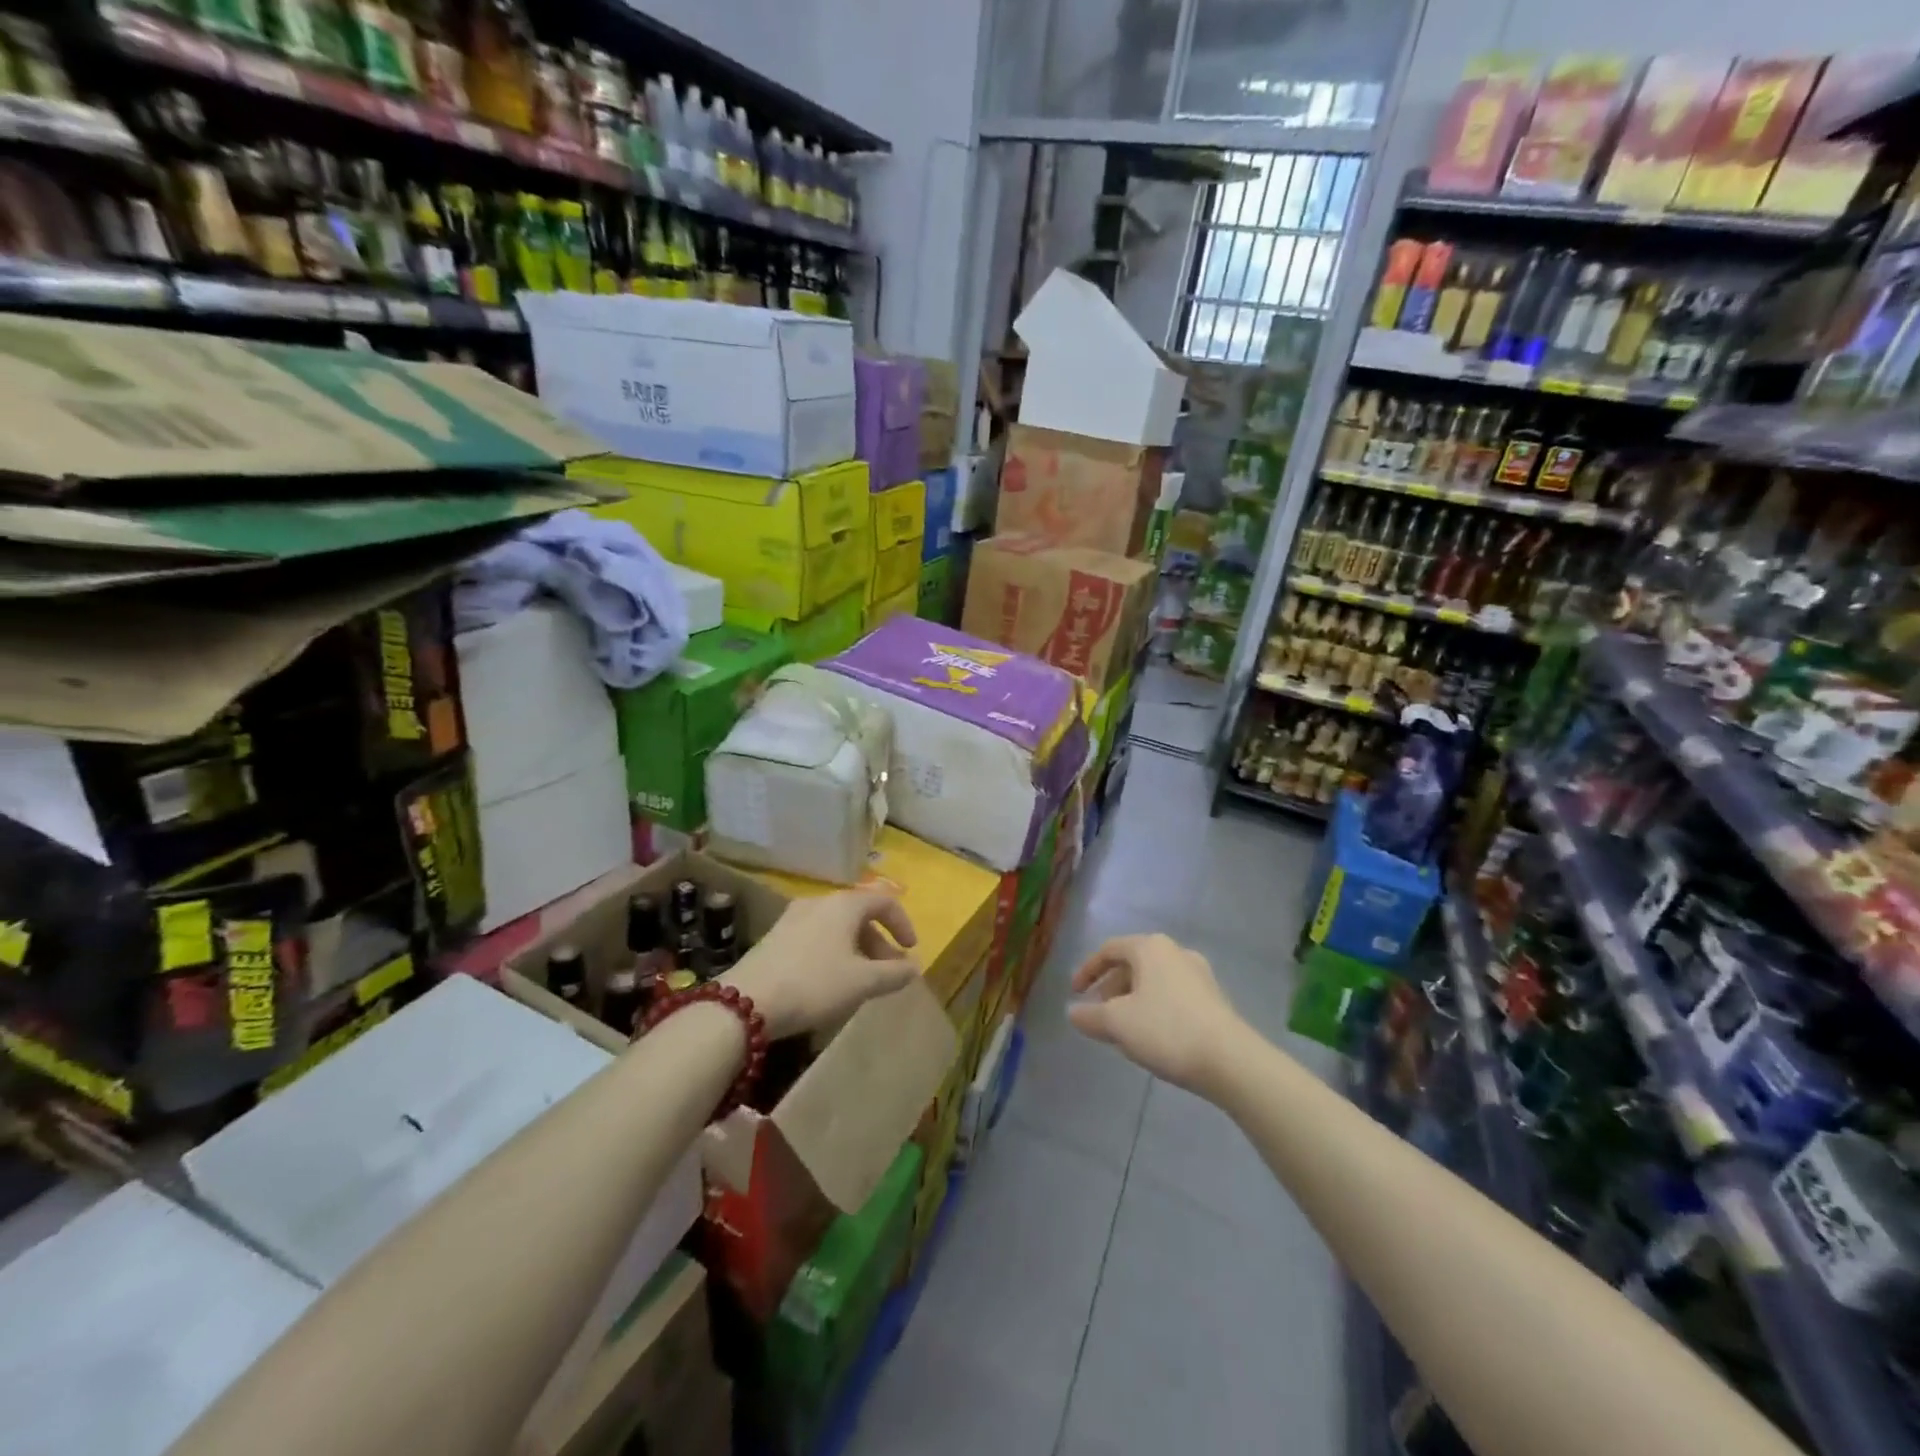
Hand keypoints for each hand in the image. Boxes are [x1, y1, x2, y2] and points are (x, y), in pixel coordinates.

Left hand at [723, 890, 919, 1039]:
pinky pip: (816, 937)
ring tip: (861, 980)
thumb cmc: (814, 984)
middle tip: (889, 972)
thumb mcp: (862, 982)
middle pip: (859, 914)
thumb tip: (914, 968)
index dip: (903, 923)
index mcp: (844, 904)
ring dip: (856, 949)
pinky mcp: (776, 937)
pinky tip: (830, 981)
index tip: (911, 950)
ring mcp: (793, 917)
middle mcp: (819, 902)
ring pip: (837, 927)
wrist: (746, 1002)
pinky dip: (833, 952)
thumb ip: (893, 974)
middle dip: (879, 942)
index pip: (884, 900)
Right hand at [1068, 934, 1250, 1095]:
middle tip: (1098, 1014)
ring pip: (1154, 982)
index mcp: (1150, 947)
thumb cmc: (1166, 1030)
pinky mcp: (1214, 999)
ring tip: (1123, 1030)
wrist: (1231, 1061)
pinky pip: (1173, 996)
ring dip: (1132, 1001)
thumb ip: (1089, 1016)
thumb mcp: (1117, 1024)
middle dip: (1110, 989)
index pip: (1109, 950)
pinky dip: (1154, 1009)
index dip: (1087, 970)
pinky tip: (1152, 1037)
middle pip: (1132, 965)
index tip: (1074, 994)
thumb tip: (1073, 1012)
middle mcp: (1176, 952)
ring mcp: (1199, 975)